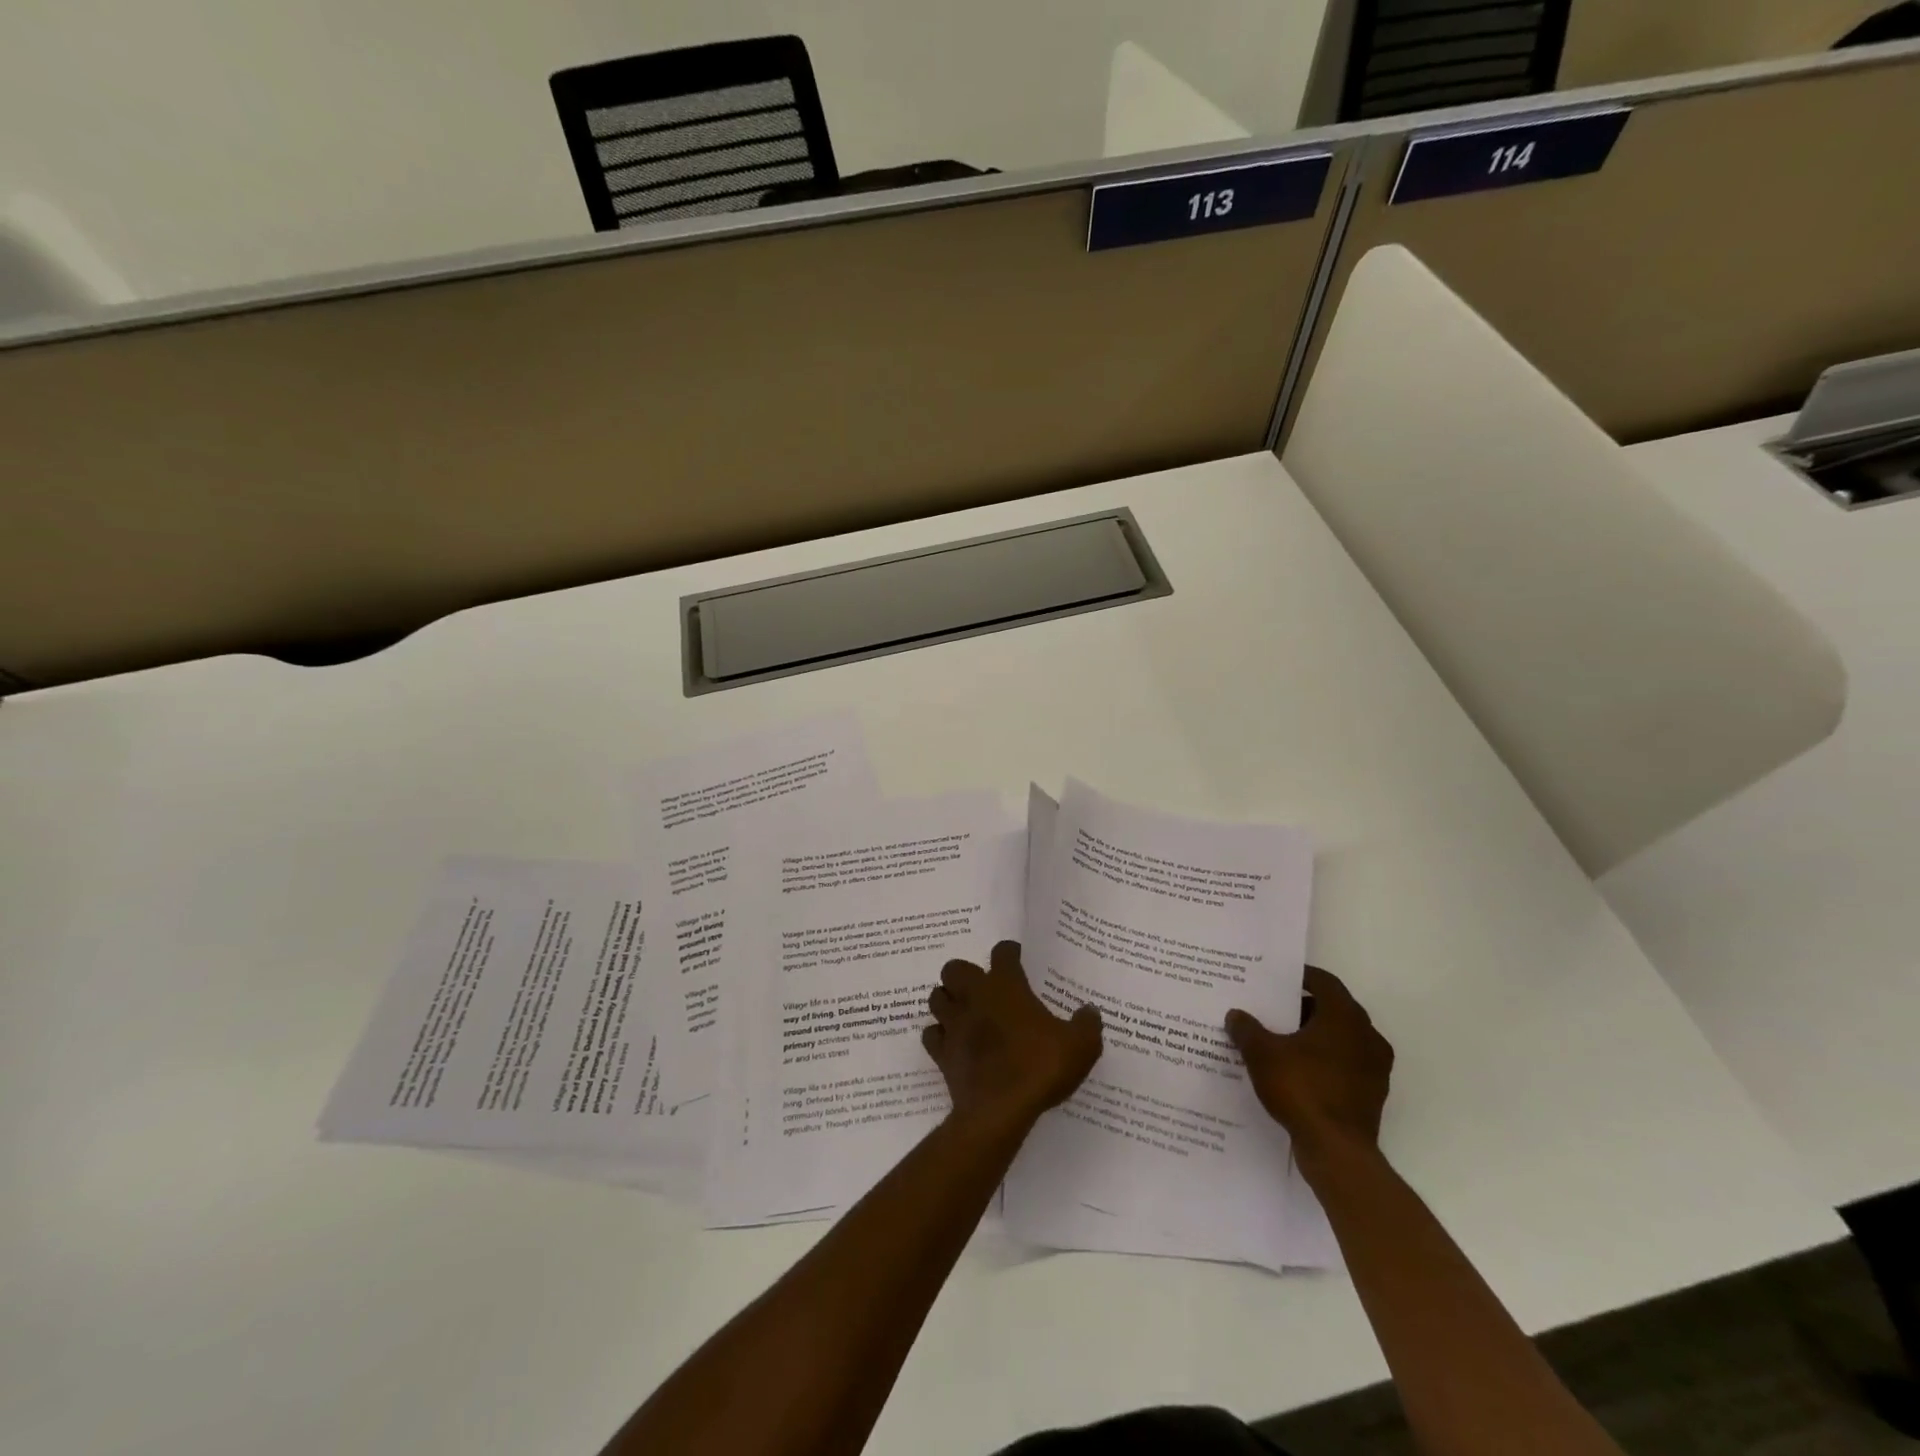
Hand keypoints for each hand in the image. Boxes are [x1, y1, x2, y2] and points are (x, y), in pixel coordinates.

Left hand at [924, 941, 1101, 1132]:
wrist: (1000, 1110)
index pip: (1003, 953)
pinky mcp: (942, 1053)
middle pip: (955, 968)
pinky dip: (939, 1034)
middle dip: (965, 973)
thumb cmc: (1040, 1067)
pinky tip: (953, 1042)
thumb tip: (1090, 1011)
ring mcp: (954, 1024)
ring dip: (947, 1000)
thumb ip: (1087, 1024)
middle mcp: (974, 997)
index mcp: (1006, 986)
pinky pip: (932, 1034)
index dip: (1010, 952)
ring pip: (937, 997)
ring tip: (964, 1010)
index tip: (1017, 957)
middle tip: (983, 988)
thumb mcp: (1081, 1046)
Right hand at [1226, 965, 1392, 1161]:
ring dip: (1313, 1036)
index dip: (1301, 976)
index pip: (1325, 982)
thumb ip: (1247, 1029)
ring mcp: (1374, 1068)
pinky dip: (1323, 1062)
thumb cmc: (1301, 1089)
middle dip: (1302, 1008)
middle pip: (1333, 1010)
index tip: (1278, 978)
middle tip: (1272, 1009)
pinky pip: (1344, 1065)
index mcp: (1345, 1017)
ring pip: (1340, 1039)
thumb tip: (1236, 1015)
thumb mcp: (1261, 1054)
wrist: (1337, 1151)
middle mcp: (1367, 1036)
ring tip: (1279, 1040)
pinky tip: (1295, 1071)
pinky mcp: (1371, 1095)